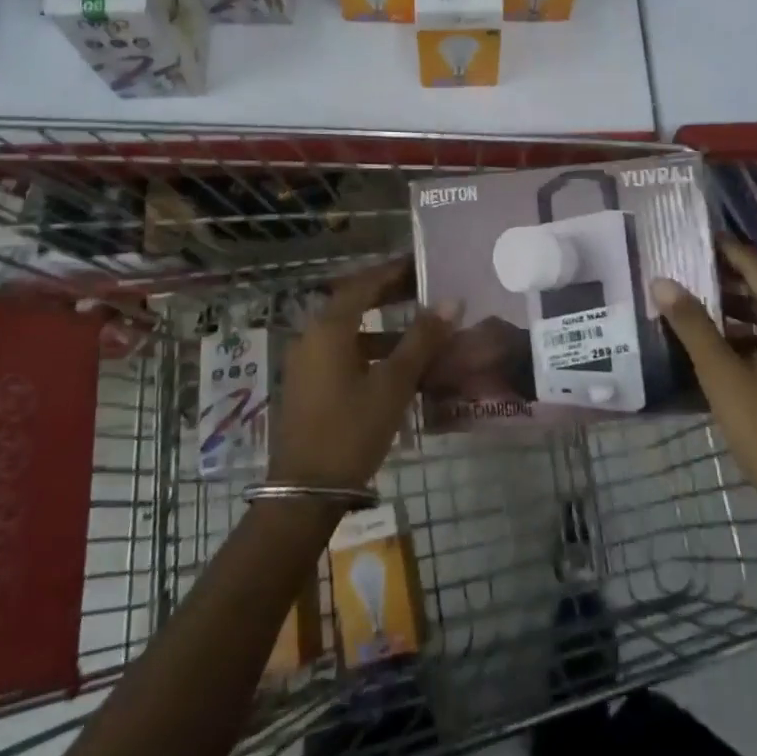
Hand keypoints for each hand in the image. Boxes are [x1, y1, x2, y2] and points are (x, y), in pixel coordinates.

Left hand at [268, 260, 460, 491]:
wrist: (305, 492)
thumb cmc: (351, 430)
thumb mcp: (393, 384)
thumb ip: (421, 340)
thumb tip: (451, 301)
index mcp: (328, 328)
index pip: (363, 284)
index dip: (393, 271)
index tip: (422, 263)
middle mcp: (312, 337)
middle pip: (354, 303)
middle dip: (389, 295)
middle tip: (425, 289)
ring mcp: (307, 363)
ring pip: (351, 331)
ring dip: (384, 326)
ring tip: (422, 330)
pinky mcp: (310, 386)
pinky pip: (344, 353)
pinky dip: (372, 350)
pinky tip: (400, 366)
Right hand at [652, 238, 756, 562]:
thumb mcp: (722, 376)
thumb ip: (692, 326)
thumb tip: (662, 282)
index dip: (730, 249)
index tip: (699, 235)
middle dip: (735, 271)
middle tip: (694, 261)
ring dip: (743, 299)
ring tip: (700, 293)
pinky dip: (752, 326)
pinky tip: (721, 336)